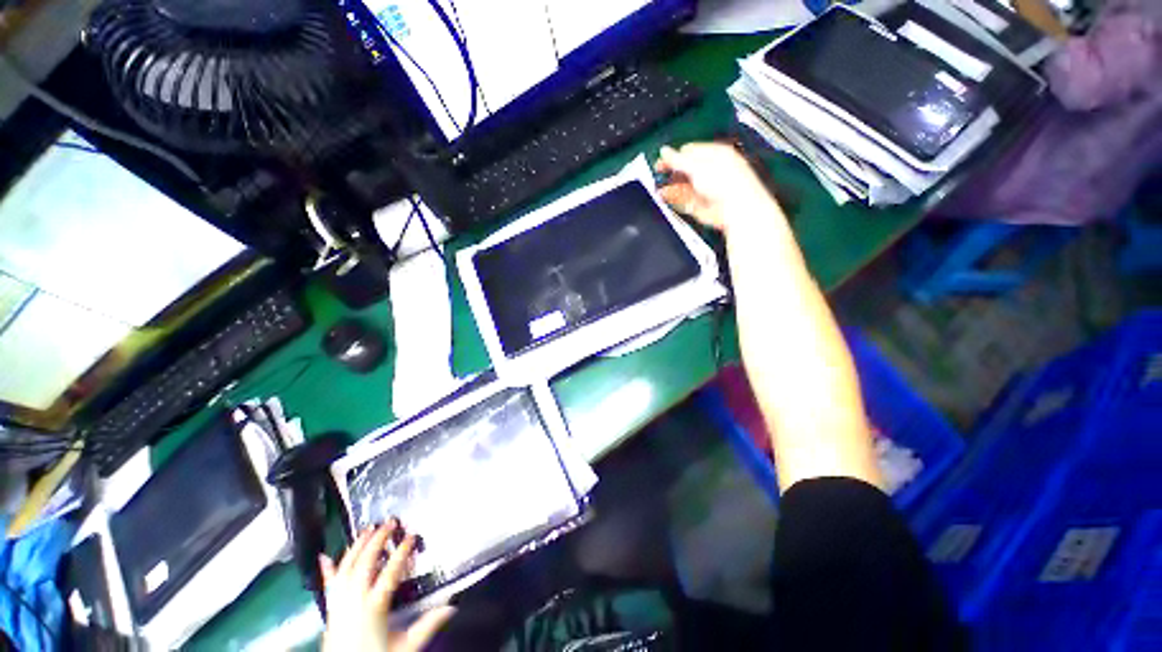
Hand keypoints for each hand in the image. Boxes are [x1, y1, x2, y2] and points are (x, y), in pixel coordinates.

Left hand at [320, 522, 453, 651]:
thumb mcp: (406, 646)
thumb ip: (428, 624)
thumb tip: (451, 607)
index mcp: (374, 606)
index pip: (390, 572)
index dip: (402, 552)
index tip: (411, 536)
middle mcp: (354, 601)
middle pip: (365, 563)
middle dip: (377, 540)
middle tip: (389, 523)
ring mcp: (339, 604)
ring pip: (346, 568)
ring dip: (357, 547)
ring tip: (367, 530)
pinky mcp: (330, 611)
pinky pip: (329, 585)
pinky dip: (327, 569)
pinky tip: (324, 557)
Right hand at [655, 142, 783, 232]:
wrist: (736, 209)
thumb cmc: (727, 183)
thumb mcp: (697, 166)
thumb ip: (678, 160)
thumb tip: (665, 151)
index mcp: (715, 154)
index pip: (690, 151)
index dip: (674, 156)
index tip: (661, 161)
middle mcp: (711, 171)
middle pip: (686, 169)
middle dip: (671, 172)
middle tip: (658, 174)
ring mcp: (706, 189)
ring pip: (684, 186)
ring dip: (670, 186)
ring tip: (658, 188)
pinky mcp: (702, 205)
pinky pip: (684, 200)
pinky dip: (674, 199)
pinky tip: (665, 197)